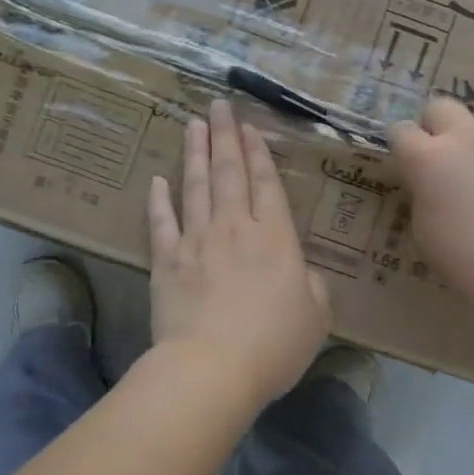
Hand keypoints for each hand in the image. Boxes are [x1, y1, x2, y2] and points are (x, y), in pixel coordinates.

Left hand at [148, 100, 330, 403]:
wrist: (212, 368)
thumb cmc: (273, 345)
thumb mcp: (316, 317)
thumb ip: (313, 286)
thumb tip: (302, 271)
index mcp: (275, 238)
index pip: (266, 184)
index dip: (258, 153)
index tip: (249, 126)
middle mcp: (234, 228)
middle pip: (228, 173)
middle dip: (225, 136)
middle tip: (218, 106)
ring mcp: (197, 241)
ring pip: (195, 186)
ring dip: (194, 153)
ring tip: (192, 124)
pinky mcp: (166, 262)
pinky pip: (161, 223)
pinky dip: (158, 200)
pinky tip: (157, 180)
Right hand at [390, 96, 473, 324]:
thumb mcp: (426, 234)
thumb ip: (423, 195)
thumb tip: (430, 182)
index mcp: (429, 160)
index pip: (401, 130)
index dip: (405, 146)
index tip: (412, 164)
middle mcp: (467, 135)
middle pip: (442, 107)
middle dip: (440, 127)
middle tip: (452, 160)